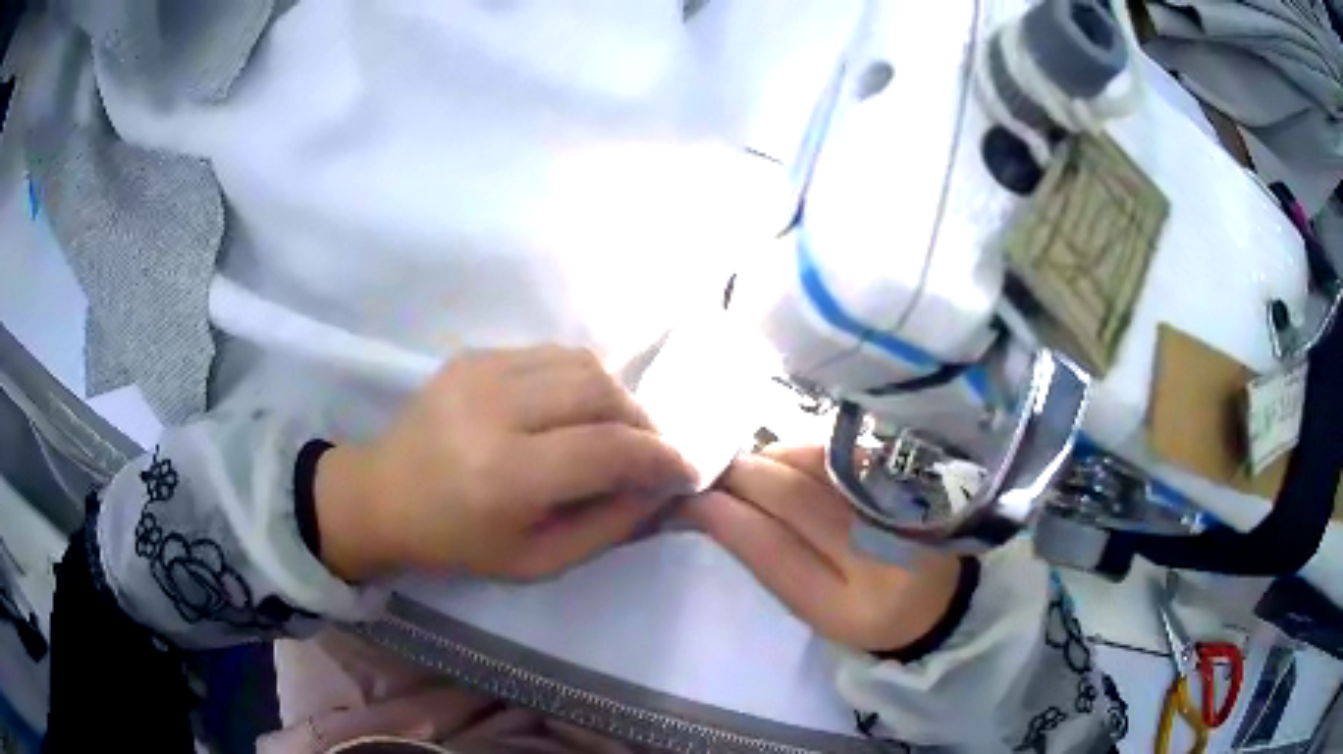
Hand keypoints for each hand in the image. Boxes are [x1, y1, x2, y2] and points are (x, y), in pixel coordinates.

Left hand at [315, 347, 696, 581]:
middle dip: (643, 422)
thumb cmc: (458, 543)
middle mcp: (493, 410)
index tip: (687, 471)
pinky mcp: (473, 354)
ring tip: (615, 430)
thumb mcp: (539, 561)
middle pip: (601, 391)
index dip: (660, 457)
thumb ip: (609, 525)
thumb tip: (663, 488)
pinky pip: (551, 354)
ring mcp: (479, 371)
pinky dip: (580, 380)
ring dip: (615, 396)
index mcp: (505, 476)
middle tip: (650, 452)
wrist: (384, 496)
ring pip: (581, 362)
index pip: (608, 449)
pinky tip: (572, 411)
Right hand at [683, 447, 962, 652]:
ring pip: (811, 464)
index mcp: (844, 606)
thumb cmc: (864, 614)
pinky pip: (837, 451)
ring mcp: (894, 506)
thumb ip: (768, 561)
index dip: (722, 516)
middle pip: (790, 496)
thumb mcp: (812, 610)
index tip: (686, 499)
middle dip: (738, 476)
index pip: (770, 549)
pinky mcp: (905, 476)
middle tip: (706, 471)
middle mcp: (875, 553)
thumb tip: (717, 506)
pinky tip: (783, 461)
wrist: (939, 597)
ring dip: (764, 459)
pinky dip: (797, 451)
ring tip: (742, 469)